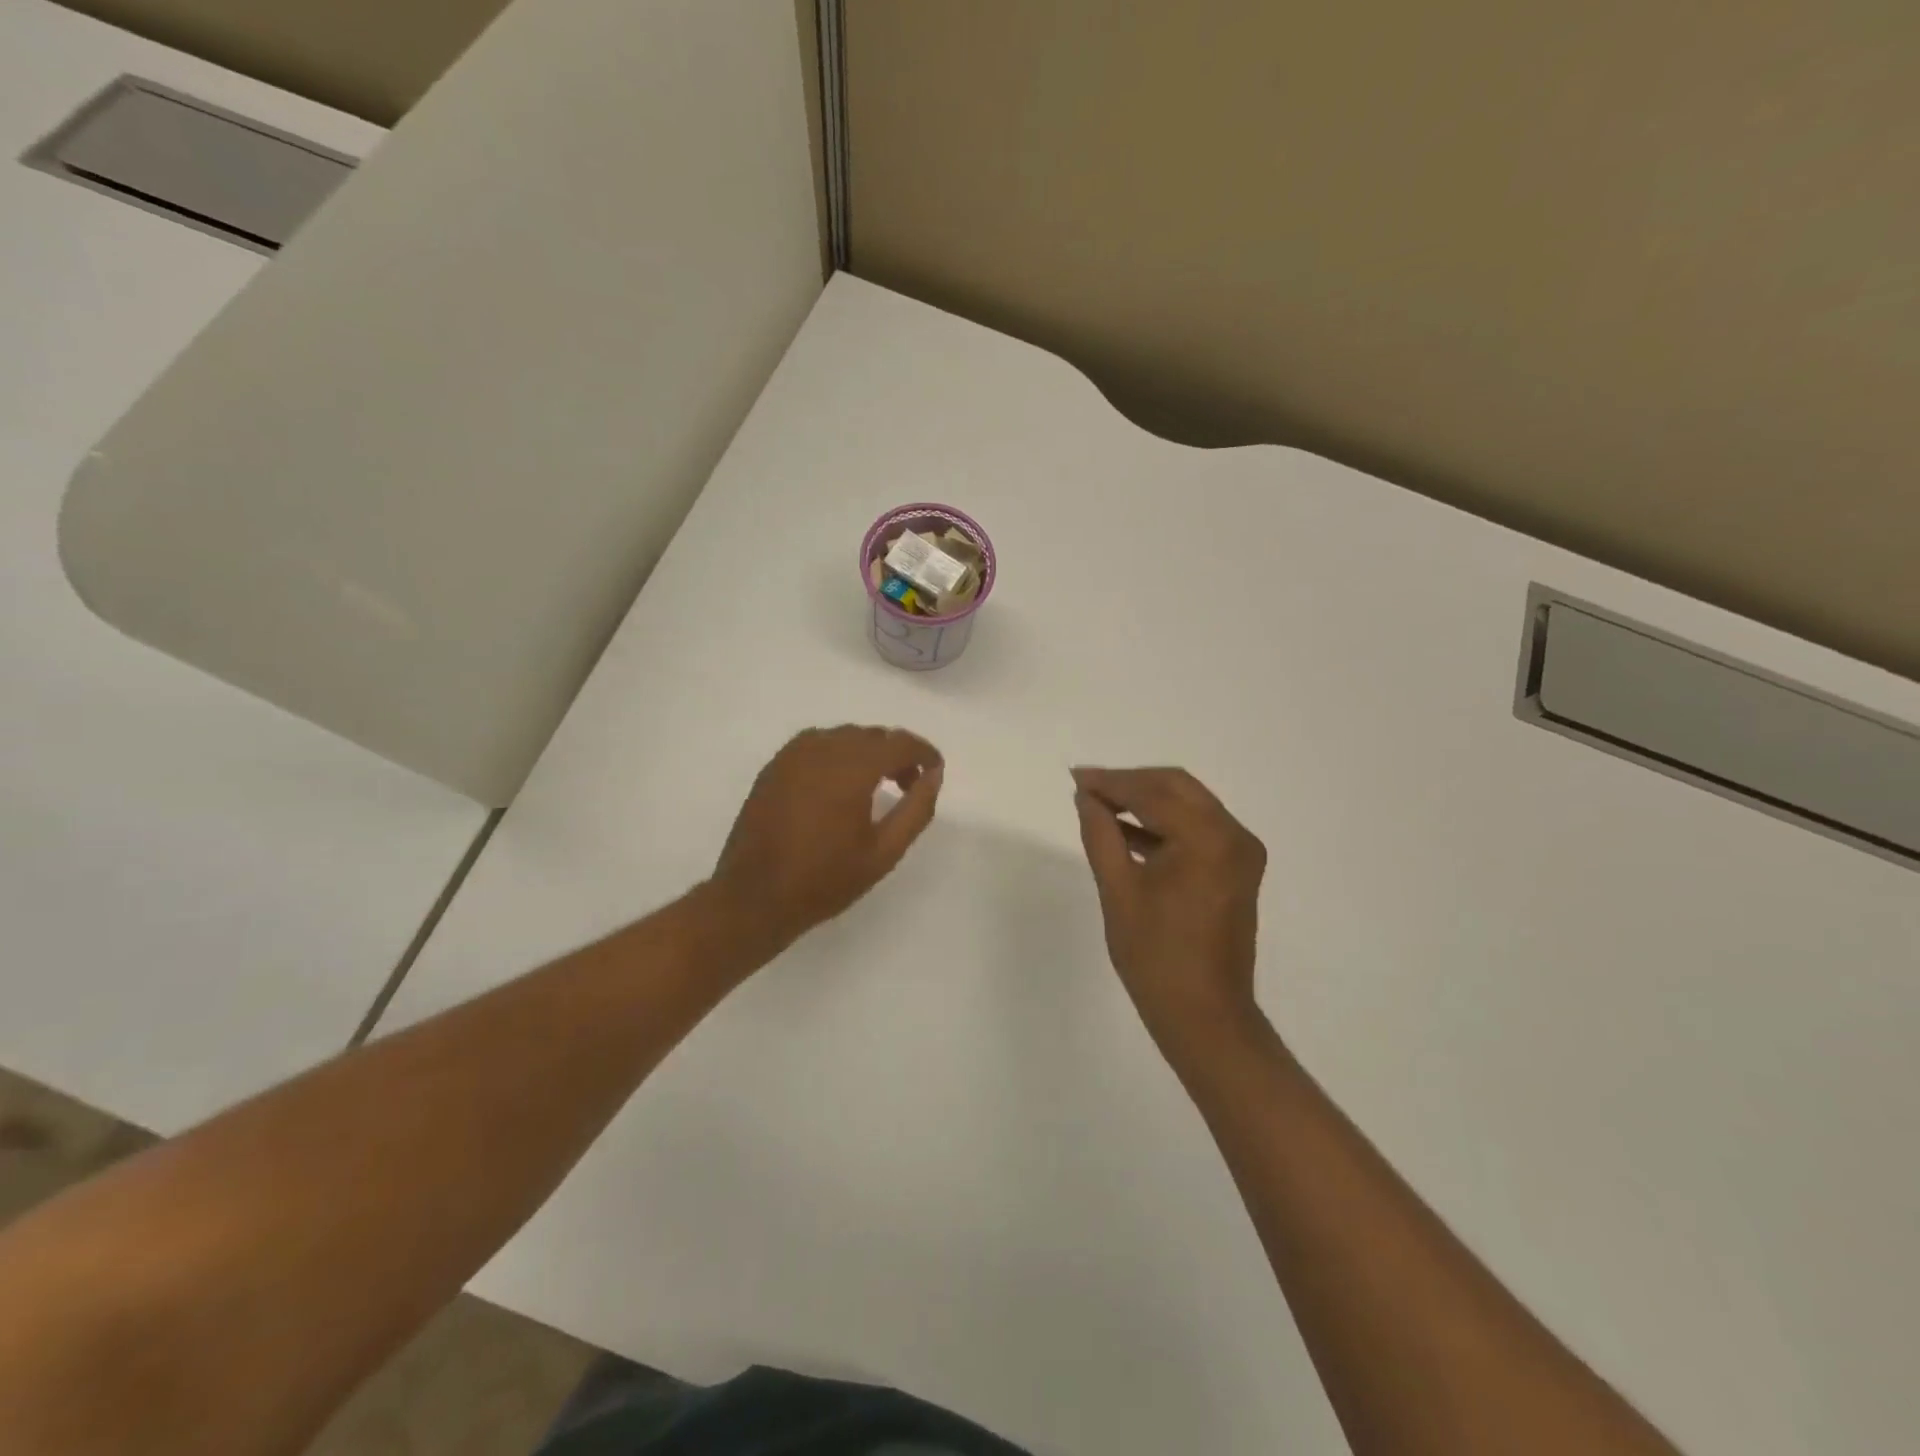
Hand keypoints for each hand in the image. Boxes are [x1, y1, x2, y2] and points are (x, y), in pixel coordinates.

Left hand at [711, 725, 943, 957]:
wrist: (755, 896)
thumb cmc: (825, 879)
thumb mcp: (884, 852)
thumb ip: (916, 809)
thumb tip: (933, 775)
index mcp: (852, 768)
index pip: (899, 743)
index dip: (923, 752)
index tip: (935, 770)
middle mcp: (823, 749)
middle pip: (872, 736)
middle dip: (896, 754)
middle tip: (908, 786)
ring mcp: (793, 755)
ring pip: (843, 736)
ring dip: (867, 752)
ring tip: (875, 786)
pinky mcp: (775, 766)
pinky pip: (816, 744)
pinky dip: (838, 754)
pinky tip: (840, 784)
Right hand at [1071, 766, 1267, 1048]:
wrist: (1204, 1015)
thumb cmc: (1155, 956)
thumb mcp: (1118, 890)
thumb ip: (1101, 834)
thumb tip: (1087, 797)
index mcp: (1207, 838)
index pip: (1152, 793)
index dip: (1111, 782)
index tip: (1076, 777)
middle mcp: (1233, 835)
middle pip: (1176, 787)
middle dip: (1130, 784)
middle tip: (1088, 788)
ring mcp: (1241, 852)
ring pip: (1188, 805)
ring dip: (1147, 802)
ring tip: (1101, 806)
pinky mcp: (1238, 869)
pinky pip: (1198, 829)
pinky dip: (1165, 825)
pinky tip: (1128, 832)